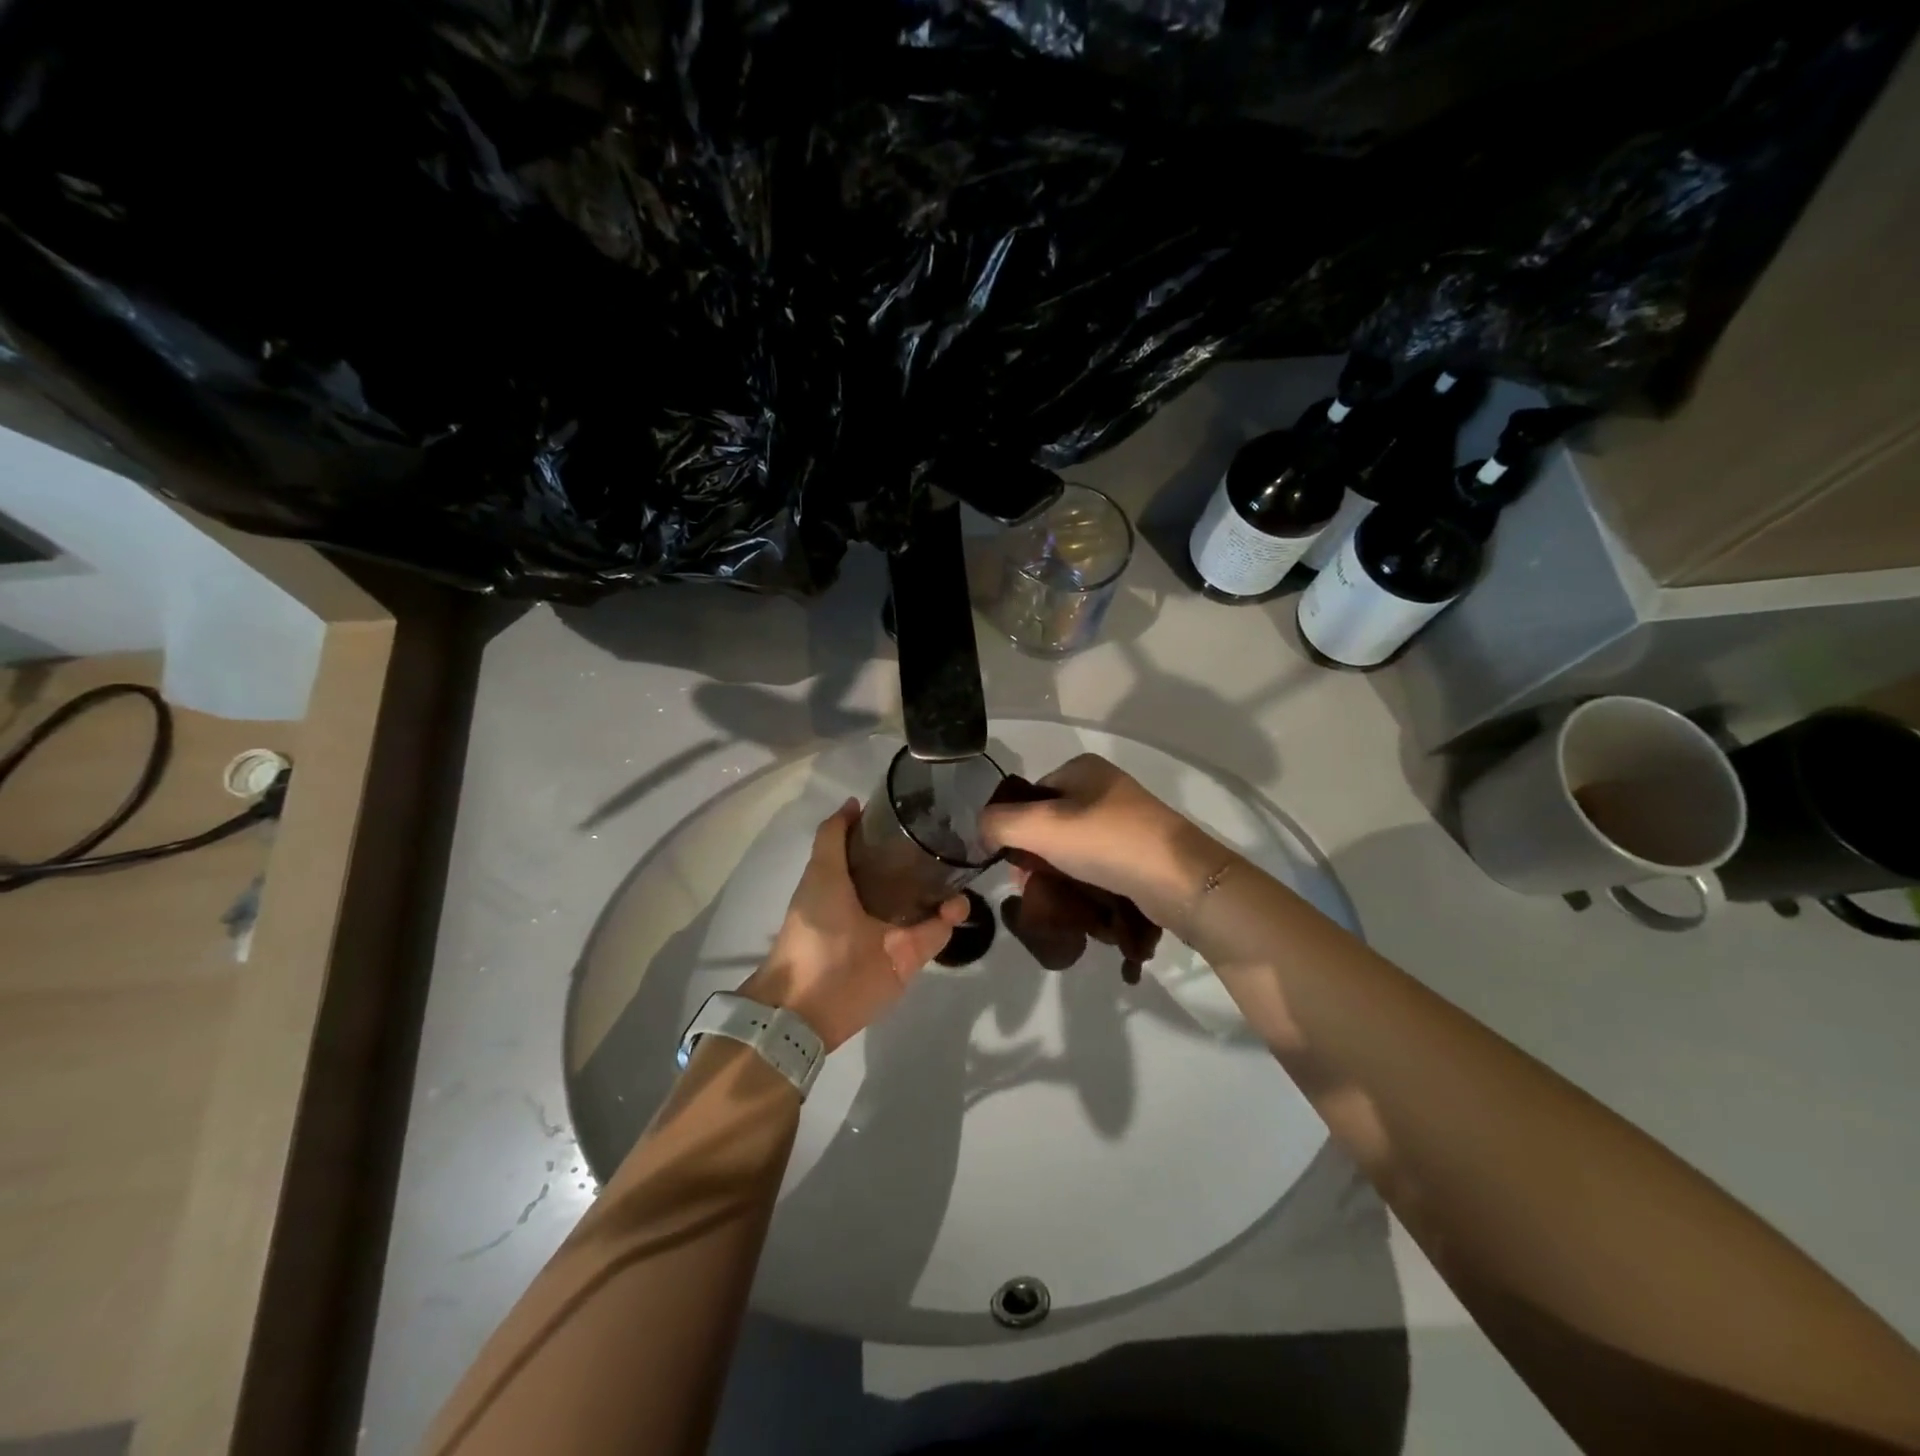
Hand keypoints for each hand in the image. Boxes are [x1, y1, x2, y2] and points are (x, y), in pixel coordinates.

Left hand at [741, 800, 967, 1051]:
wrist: (808, 1002)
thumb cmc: (811, 930)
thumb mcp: (820, 874)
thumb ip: (834, 838)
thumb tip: (853, 803)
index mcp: (850, 882)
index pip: (877, 850)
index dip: (893, 830)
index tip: (916, 807)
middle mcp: (875, 903)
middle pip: (909, 874)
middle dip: (930, 857)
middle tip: (951, 834)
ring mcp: (896, 930)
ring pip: (930, 901)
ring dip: (947, 885)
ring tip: (958, 864)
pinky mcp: (911, 955)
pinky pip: (938, 932)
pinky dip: (950, 917)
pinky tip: (956, 902)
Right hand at [979, 754, 1224, 927]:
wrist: (1179, 879)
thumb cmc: (1105, 842)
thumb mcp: (1039, 826)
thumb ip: (999, 822)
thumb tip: (983, 830)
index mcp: (1082, 768)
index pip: (1030, 794)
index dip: (1014, 826)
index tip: (1011, 861)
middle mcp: (1104, 786)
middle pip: (1050, 821)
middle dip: (1034, 853)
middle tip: (1029, 885)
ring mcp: (1125, 818)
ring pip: (1072, 844)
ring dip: (1056, 870)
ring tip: (1053, 897)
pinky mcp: (1140, 848)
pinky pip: (1096, 861)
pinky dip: (1082, 878)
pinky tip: (1079, 898)